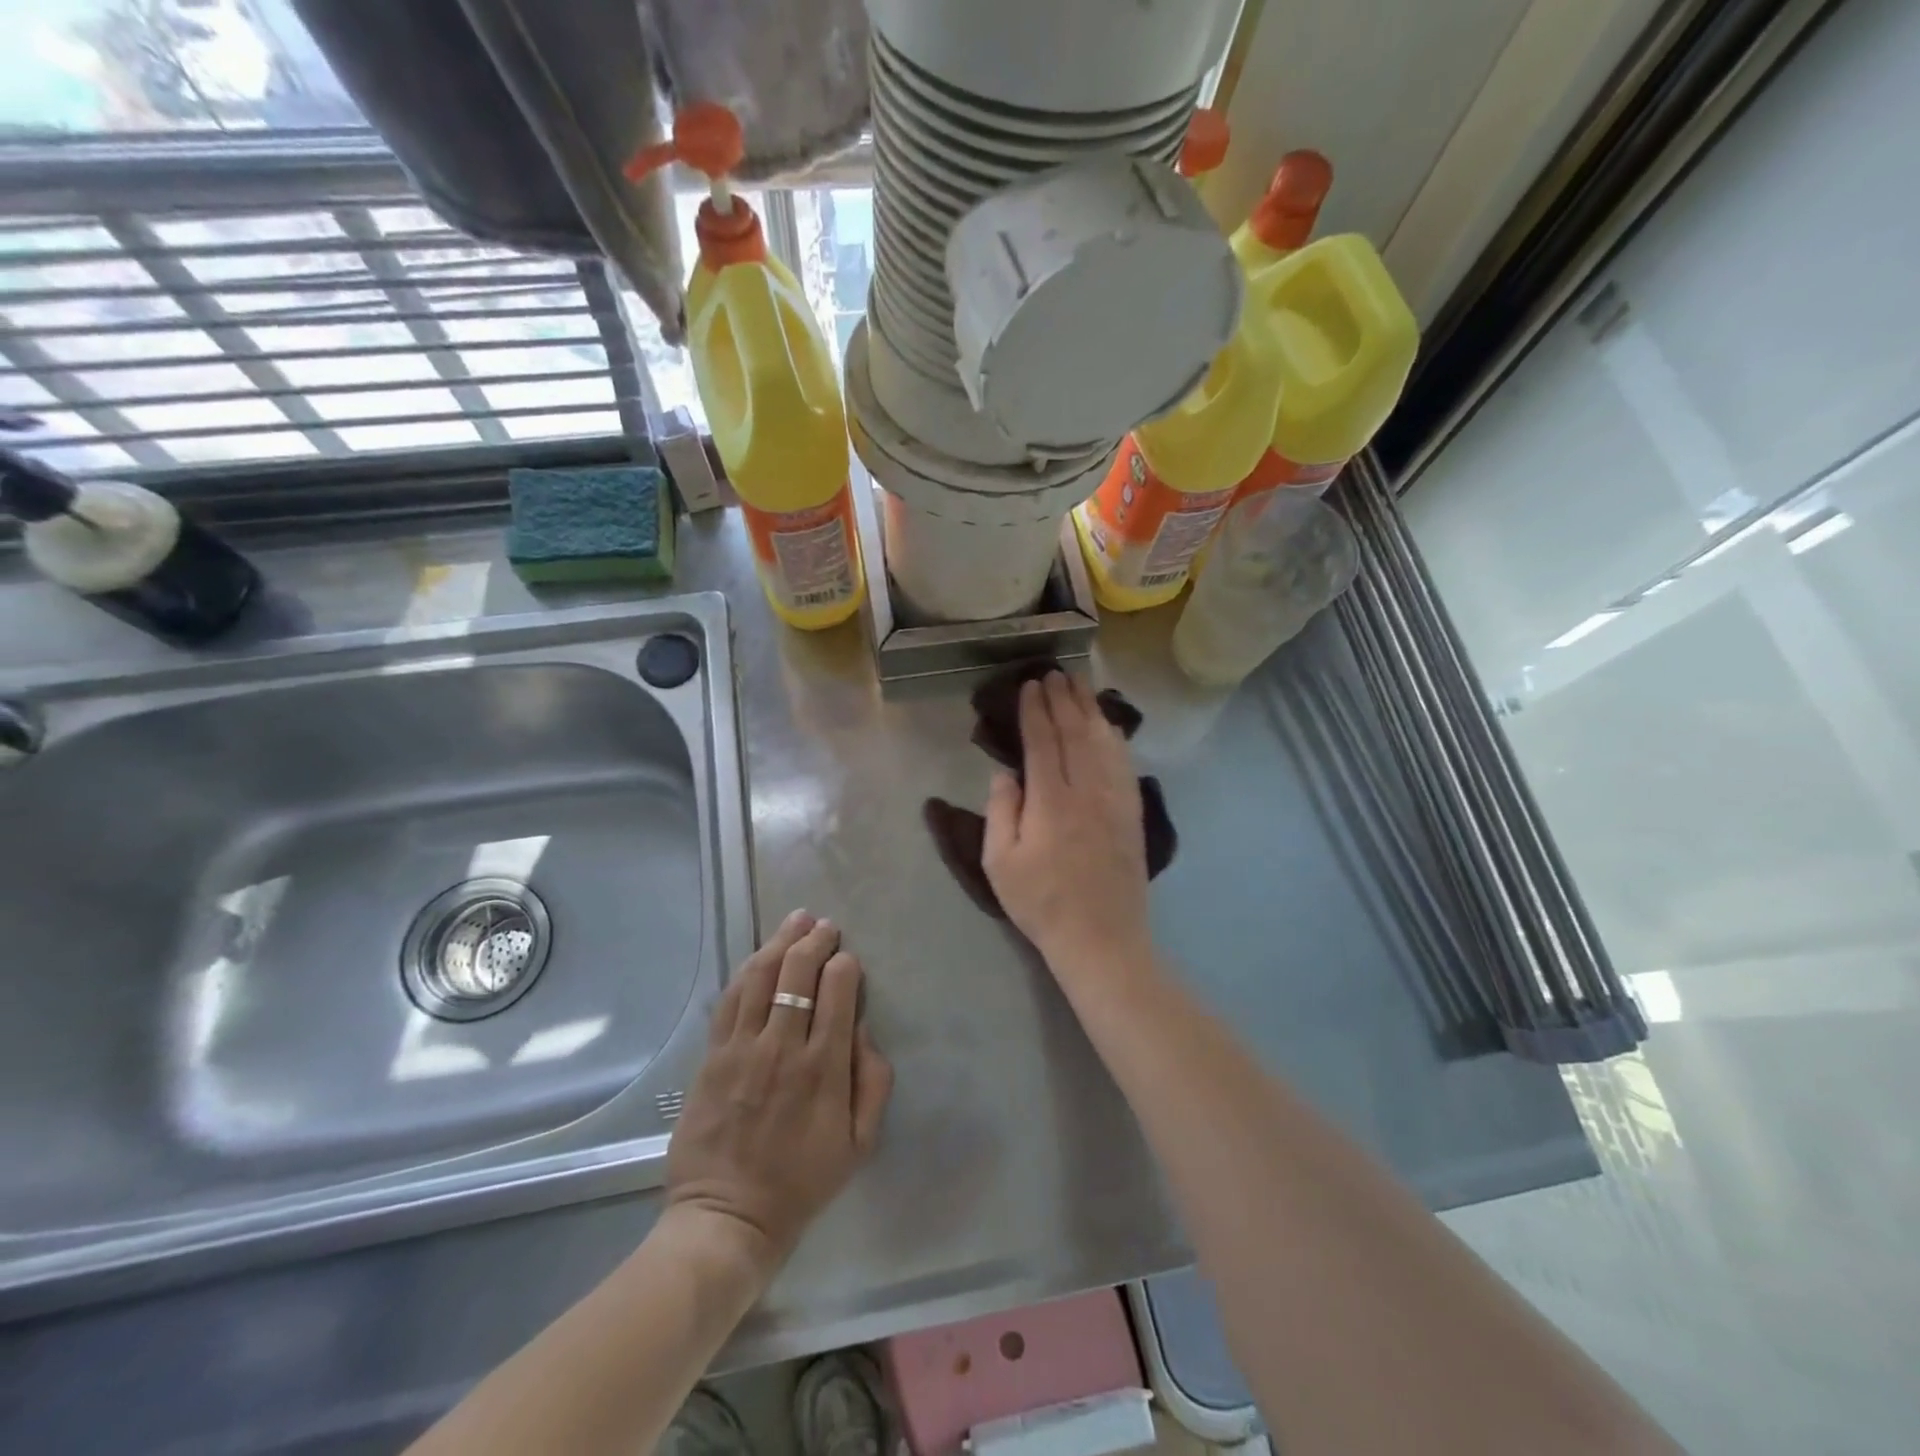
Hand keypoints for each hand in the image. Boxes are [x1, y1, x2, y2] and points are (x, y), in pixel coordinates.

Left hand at [664, 912, 893, 1280]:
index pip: (837, 991)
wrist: (728, 1217)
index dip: (845, 965)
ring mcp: (742, 1049)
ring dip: (780, 942)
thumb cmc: (802, 1181)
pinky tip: (759, 955)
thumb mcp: (860, 1143)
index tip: (848, 958)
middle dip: (815, 940)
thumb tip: (862, 1029)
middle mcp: (782, 1047)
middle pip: (798, 973)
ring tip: (796, 920)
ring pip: (761, 976)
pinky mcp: (713, 1056)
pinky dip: (746, 970)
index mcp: (823, 1068)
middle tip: (825, 925)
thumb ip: (873, 1081)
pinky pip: (730, 999)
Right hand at [982, 673, 1150, 971]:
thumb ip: (1001, 811)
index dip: (1035, 710)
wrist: (1102, 938)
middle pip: (1076, 733)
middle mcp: (1087, 791)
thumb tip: (1005, 773)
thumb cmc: (1042, 903)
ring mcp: (1115, 800)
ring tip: (1081, 685)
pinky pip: (1125, 763)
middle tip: (1054, 673)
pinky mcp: (1133, 813)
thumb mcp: (1001, 863)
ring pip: (1104, 742)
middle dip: (1064, 699)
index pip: (1042, 742)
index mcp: (1051, 801)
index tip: (1029, 685)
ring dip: (1091, 709)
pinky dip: (1115, 737)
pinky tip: (1110, 726)